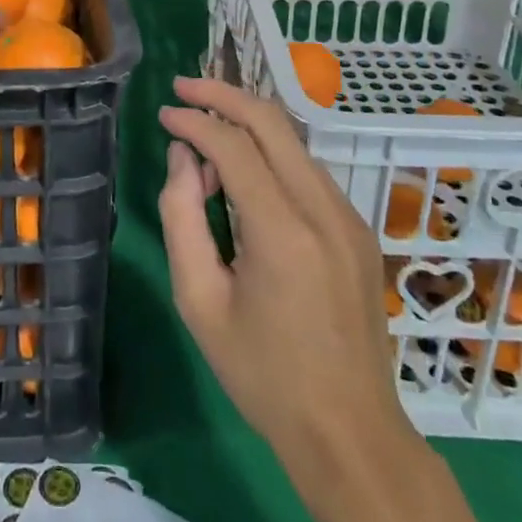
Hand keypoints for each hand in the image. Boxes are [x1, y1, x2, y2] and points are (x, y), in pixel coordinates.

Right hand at [158, 76, 413, 468]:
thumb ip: (182, 218)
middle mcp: (323, 210)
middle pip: (272, 122)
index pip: (233, 145)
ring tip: (205, 137)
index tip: (163, 113)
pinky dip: (270, 155)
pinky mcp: (358, 230)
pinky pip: (308, 171)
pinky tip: (244, 176)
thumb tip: (184, 159)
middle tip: (184, 89)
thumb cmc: (263, 375)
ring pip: (293, 142)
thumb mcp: (200, 301)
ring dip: (247, 126)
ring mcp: (349, 218)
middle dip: (224, 95)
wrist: (350, 432)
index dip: (194, 120)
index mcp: (282, 231)